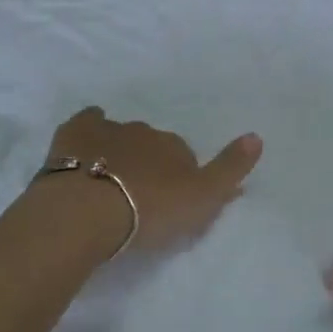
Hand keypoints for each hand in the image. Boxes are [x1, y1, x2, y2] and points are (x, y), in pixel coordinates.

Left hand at [42, 108, 262, 257]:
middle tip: (138, 194)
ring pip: (120, 133)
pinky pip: (87, 121)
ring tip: (108, 181)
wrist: (87, 210)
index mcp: (176, 147)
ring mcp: (108, 129)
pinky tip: (85, 143)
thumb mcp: (202, 199)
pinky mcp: (75, 133)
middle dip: (148, 162)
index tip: (170, 200)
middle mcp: (146, 131)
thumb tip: (257, 136)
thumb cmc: (149, 210)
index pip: (184, 156)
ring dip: (118, 150)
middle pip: (152, 144)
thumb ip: (230, 170)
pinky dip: (89, 127)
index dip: (179, 177)